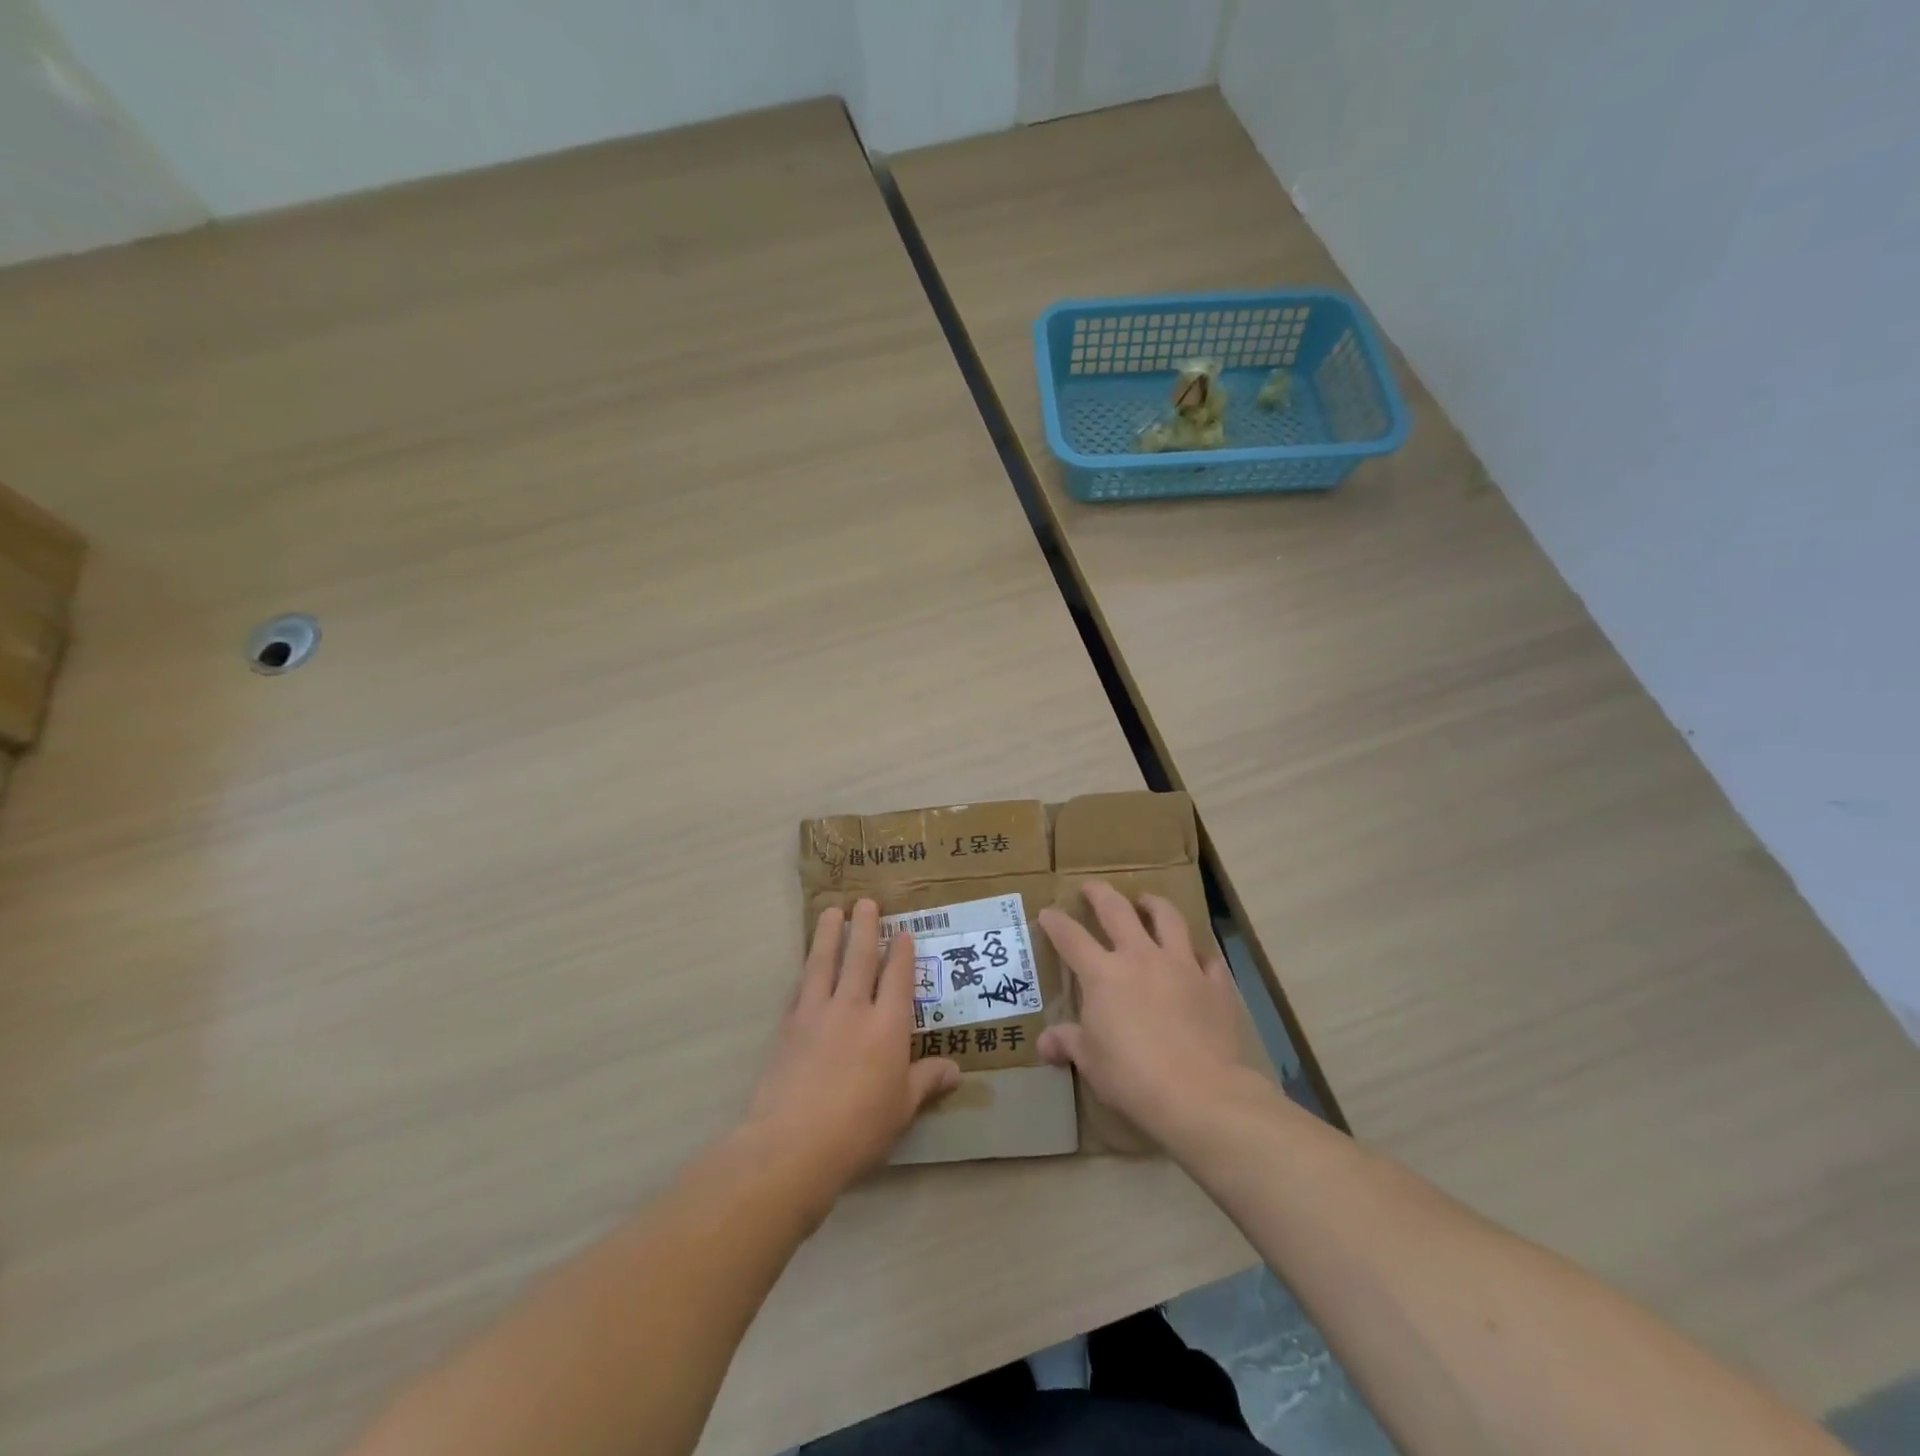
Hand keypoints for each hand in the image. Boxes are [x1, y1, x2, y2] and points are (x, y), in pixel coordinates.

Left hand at [746, 901, 959, 1198]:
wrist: (792, 1143)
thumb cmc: (859, 1129)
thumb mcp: (902, 1109)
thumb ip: (927, 1082)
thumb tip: (956, 1071)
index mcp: (888, 1026)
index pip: (898, 978)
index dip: (902, 952)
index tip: (903, 931)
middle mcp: (854, 1009)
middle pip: (860, 958)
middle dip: (865, 927)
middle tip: (866, 901)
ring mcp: (817, 1013)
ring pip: (824, 962)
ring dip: (829, 934)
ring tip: (832, 911)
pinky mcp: (789, 1026)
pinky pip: (800, 988)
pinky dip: (805, 971)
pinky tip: (805, 964)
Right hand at [1037, 882, 1245, 1141]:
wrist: (1197, 1092)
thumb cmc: (1131, 1075)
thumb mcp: (1090, 1061)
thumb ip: (1068, 1043)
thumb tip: (1045, 1044)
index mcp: (1102, 974)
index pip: (1071, 937)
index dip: (1056, 922)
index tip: (1048, 912)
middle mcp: (1140, 957)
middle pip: (1117, 911)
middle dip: (1100, 894)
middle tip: (1092, 887)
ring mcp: (1181, 966)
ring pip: (1168, 919)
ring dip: (1154, 905)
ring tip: (1147, 901)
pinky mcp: (1214, 984)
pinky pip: (1208, 959)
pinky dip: (1199, 956)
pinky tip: (1197, 959)